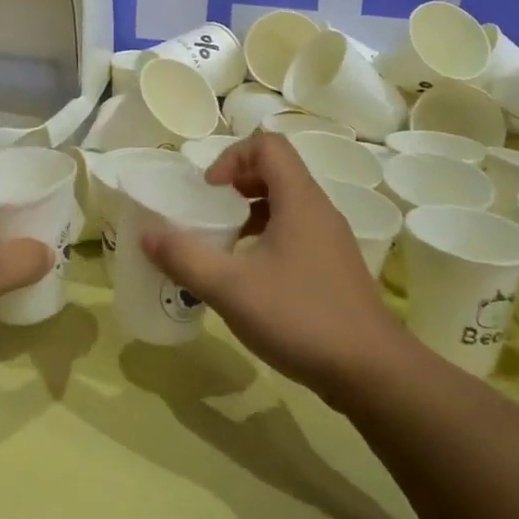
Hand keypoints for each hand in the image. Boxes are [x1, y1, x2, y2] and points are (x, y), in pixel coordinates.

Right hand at [143, 133, 407, 400]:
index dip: (233, 157)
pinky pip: (295, 233)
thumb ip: (185, 258)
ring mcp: (330, 241)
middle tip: (210, 213)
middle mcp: (319, 211)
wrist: (372, 372)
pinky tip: (250, 277)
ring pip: (286, 205)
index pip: (268, 146)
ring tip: (224, 245)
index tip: (210, 191)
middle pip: (277, 172)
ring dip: (250, 213)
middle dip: (236, 184)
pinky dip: (266, 239)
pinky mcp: (334, 268)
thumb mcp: (230, 288)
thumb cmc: (300, 317)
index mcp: (299, 200)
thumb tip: (147, 235)